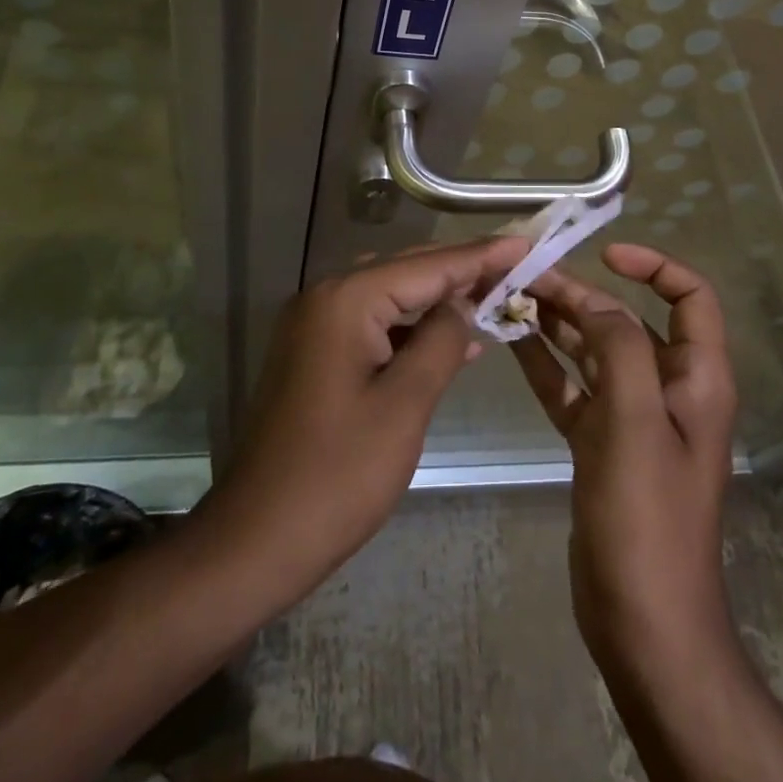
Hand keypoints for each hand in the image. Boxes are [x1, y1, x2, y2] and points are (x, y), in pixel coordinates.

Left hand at [201, 237, 529, 605]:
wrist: (256, 539)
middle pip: (407, 271)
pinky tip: (451, 340)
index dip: (481, 256)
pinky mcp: (314, 354)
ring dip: (438, 299)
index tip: (526, 242)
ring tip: (494, 296)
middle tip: (517, 267)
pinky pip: (374, 324)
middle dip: (462, 271)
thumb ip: (441, 341)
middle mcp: (326, 298)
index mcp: (346, 301)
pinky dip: (412, 328)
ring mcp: (314, 326)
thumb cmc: (337, 475)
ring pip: (391, 295)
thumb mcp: (404, 405)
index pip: (428, 265)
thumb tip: (463, 304)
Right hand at [514, 244, 739, 680]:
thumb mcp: (635, 423)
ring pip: (593, 353)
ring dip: (557, 325)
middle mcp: (668, 390)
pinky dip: (546, 365)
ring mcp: (632, 419)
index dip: (655, 266)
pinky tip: (511, 343)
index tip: (606, 255)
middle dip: (581, 295)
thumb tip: (592, 302)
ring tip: (510, 298)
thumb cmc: (648, 519)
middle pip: (626, 322)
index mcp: (696, 379)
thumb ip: (618, 349)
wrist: (643, 623)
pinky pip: (572, 390)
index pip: (691, 297)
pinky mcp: (601, 446)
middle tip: (525, 277)